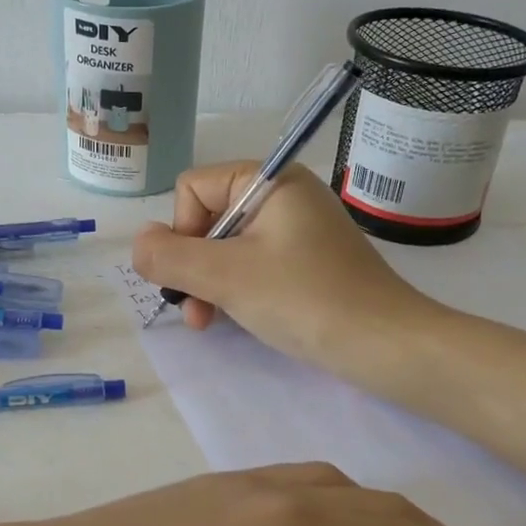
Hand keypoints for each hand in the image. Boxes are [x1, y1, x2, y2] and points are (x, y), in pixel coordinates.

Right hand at [131, 162, 434, 374]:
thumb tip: (139, 243)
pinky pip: (254, 263)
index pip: (193, 189)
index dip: (181, 232)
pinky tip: (237, 319)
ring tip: (211, 323)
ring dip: (210, 283)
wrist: (386, 345)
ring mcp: (298, 229)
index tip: (195, 275)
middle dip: (193, 266)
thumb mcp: (226, 276)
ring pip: (227, 246)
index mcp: (269, 180)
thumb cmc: (304, 299)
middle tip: (196, 313)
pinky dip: (237, 289)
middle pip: (208, 218)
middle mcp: (284, 195)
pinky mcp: (308, 261)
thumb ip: (170, 256)